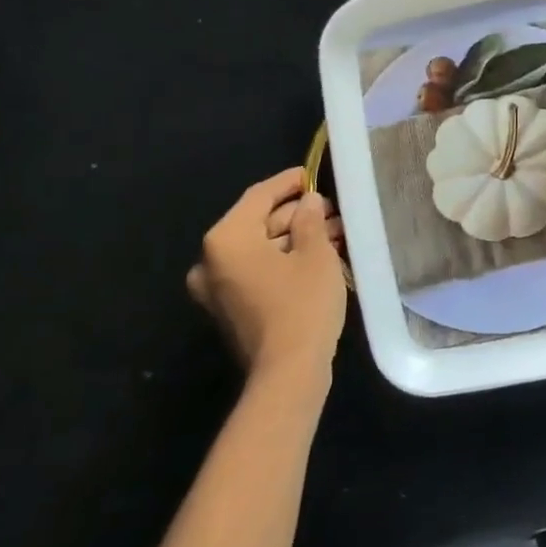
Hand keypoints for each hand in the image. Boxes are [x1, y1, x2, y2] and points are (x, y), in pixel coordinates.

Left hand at [187, 168, 346, 372]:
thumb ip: (310, 219)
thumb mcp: (315, 253)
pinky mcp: (231, 309)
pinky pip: (258, 271)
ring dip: (295, 238)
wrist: (288, 373)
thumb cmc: (302, 304)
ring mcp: (218, 289)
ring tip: (333, 231)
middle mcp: (211, 261)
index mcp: (226, 240)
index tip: (311, 173)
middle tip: (331, 208)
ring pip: (260, 249)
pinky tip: (318, 255)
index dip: (287, 182)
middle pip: (257, 223)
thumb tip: (308, 202)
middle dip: (296, 214)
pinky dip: (285, 260)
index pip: (258, 197)